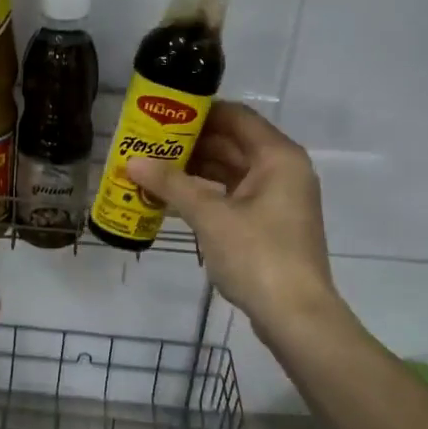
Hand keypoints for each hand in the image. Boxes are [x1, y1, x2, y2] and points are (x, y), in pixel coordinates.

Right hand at [126, 103, 341, 336]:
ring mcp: (278, 198)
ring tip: (153, 168)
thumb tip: (131, 161)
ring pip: (231, 171)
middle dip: (191, 143)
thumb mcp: (210, 217)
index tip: (161, 113)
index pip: (235, 116)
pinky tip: (173, 198)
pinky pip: (234, 195)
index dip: (198, 111)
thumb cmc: (258, 256)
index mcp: (278, 157)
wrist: (296, 316)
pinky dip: (206, 194)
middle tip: (149, 142)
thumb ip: (171, 185)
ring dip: (195, 169)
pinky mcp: (270, 223)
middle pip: (233, 143)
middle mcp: (282, 170)